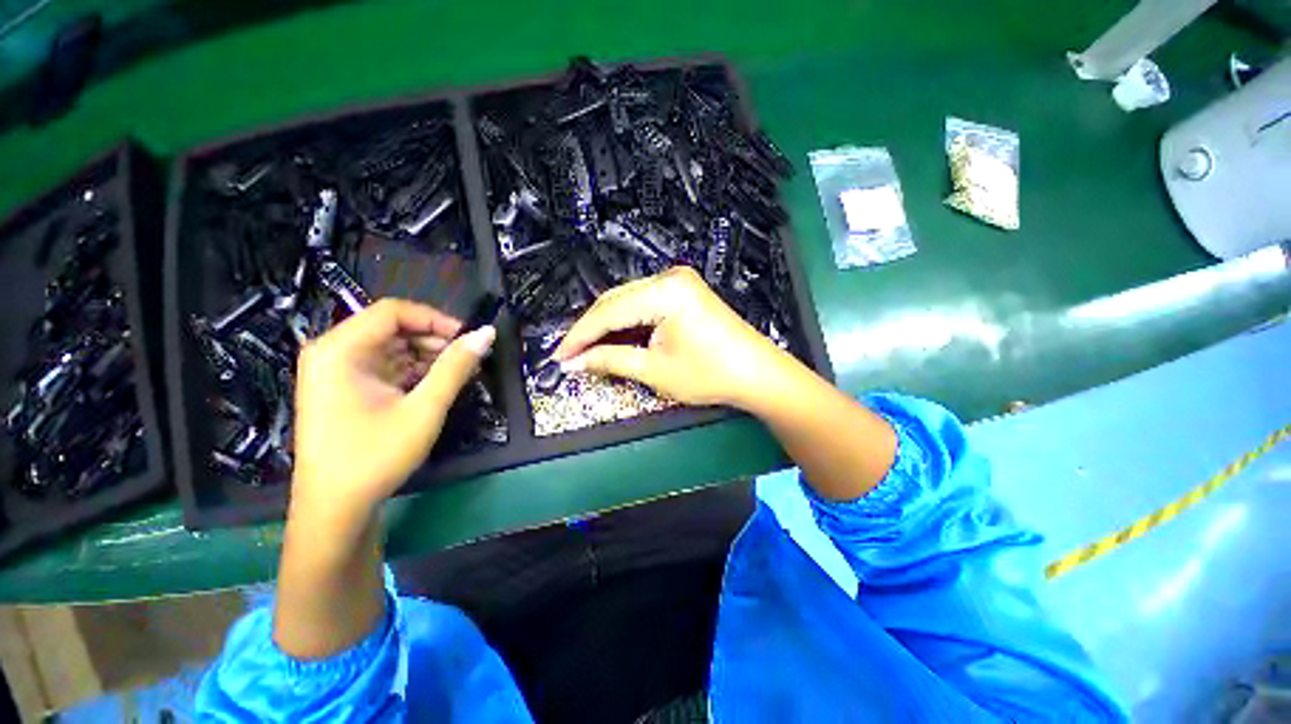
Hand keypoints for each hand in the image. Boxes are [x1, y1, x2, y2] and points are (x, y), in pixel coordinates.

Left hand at [291, 299, 495, 513]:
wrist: (335, 509)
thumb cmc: (375, 456)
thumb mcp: (424, 409)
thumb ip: (456, 367)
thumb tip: (487, 333)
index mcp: (339, 350)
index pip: (393, 312)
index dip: (435, 319)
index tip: (469, 338)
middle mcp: (332, 353)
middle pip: (391, 328)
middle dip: (434, 340)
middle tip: (468, 360)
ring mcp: (336, 372)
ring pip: (392, 347)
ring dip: (428, 357)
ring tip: (460, 374)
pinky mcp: (346, 389)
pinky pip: (386, 367)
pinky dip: (414, 372)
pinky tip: (438, 385)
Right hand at [551, 266, 789, 408]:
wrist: (758, 374)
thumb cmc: (710, 375)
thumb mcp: (654, 370)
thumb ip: (610, 361)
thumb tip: (573, 363)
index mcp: (664, 291)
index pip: (607, 311)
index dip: (579, 336)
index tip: (558, 356)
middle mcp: (669, 277)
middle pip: (615, 300)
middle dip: (590, 330)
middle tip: (570, 356)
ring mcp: (678, 282)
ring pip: (627, 301)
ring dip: (607, 326)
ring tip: (587, 350)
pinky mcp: (684, 292)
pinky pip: (643, 303)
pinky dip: (627, 323)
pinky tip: (615, 339)